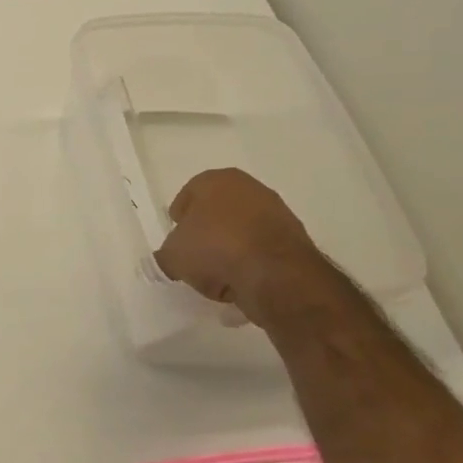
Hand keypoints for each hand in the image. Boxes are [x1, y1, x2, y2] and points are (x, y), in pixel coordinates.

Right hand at [153, 169, 322, 317]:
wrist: (275, 274)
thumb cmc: (215, 249)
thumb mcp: (173, 256)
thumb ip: (166, 255)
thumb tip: (169, 259)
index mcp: (216, 180)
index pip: (188, 195)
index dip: (179, 220)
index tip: (176, 241)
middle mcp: (249, 187)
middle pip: (217, 212)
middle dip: (206, 233)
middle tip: (196, 258)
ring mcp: (277, 211)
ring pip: (242, 231)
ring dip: (230, 250)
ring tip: (219, 276)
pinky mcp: (295, 238)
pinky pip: (261, 250)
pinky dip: (251, 263)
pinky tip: (242, 283)